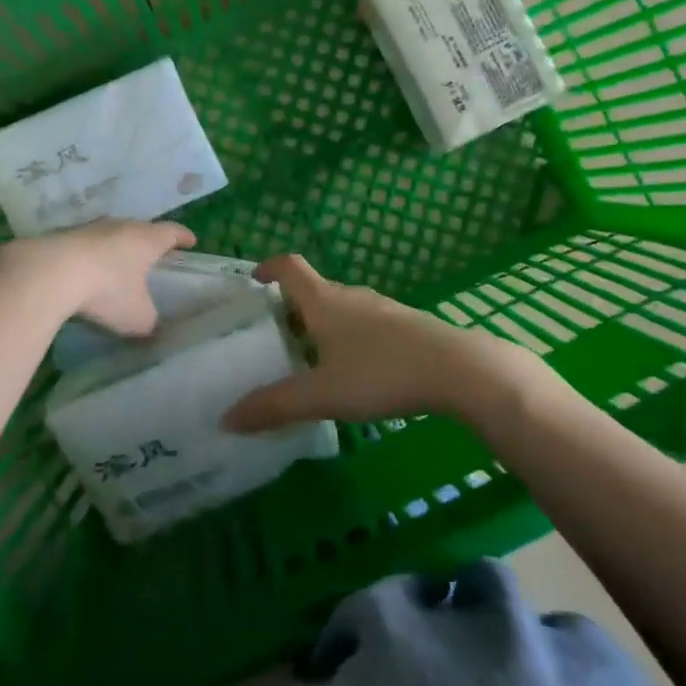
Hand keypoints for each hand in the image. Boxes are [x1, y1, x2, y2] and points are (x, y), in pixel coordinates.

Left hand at [0, 219, 195, 335]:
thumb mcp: (137, 317)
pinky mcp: (61, 237)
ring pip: (109, 235)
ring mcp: (88, 229)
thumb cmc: (107, 291)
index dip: (183, 237)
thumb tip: (150, 325)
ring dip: (115, 249)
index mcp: (147, 239)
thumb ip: (149, 321)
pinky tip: (84, 273)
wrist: (49, 273)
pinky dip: (89, 258)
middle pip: (140, 230)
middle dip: (147, 243)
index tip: (191, 241)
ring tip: (117, 266)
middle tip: (153, 256)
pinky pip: (83, 247)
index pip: (172, 232)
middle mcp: (120, 226)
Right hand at [222, 254, 550, 431]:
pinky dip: (347, 340)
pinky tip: (353, 373)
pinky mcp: (405, 327)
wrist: (458, 370)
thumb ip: (275, 406)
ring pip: (340, 310)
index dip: (268, 268)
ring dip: (320, 327)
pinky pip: (364, 325)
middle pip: (312, 291)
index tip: (253, 281)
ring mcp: (382, 309)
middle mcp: (351, 296)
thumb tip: (227, 418)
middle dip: (289, 309)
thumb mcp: (322, 394)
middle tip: (271, 339)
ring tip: (307, 361)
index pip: (289, 266)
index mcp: (324, 301)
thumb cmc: (381, 373)